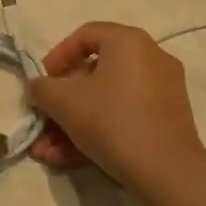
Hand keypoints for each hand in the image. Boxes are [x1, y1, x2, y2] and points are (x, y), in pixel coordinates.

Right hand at [27, 23, 205, 190]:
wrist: (165, 170)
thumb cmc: (111, 120)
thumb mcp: (63, 101)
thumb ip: (41, 88)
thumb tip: (39, 88)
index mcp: (129, 42)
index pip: (86, 34)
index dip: (57, 56)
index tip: (43, 81)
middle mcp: (151, 59)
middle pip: (94, 74)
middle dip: (61, 103)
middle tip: (42, 122)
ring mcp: (162, 91)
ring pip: (106, 101)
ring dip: (72, 124)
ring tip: (47, 152)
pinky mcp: (166, 121)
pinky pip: (123, 117)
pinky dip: (97, 132)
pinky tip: (68, 159)